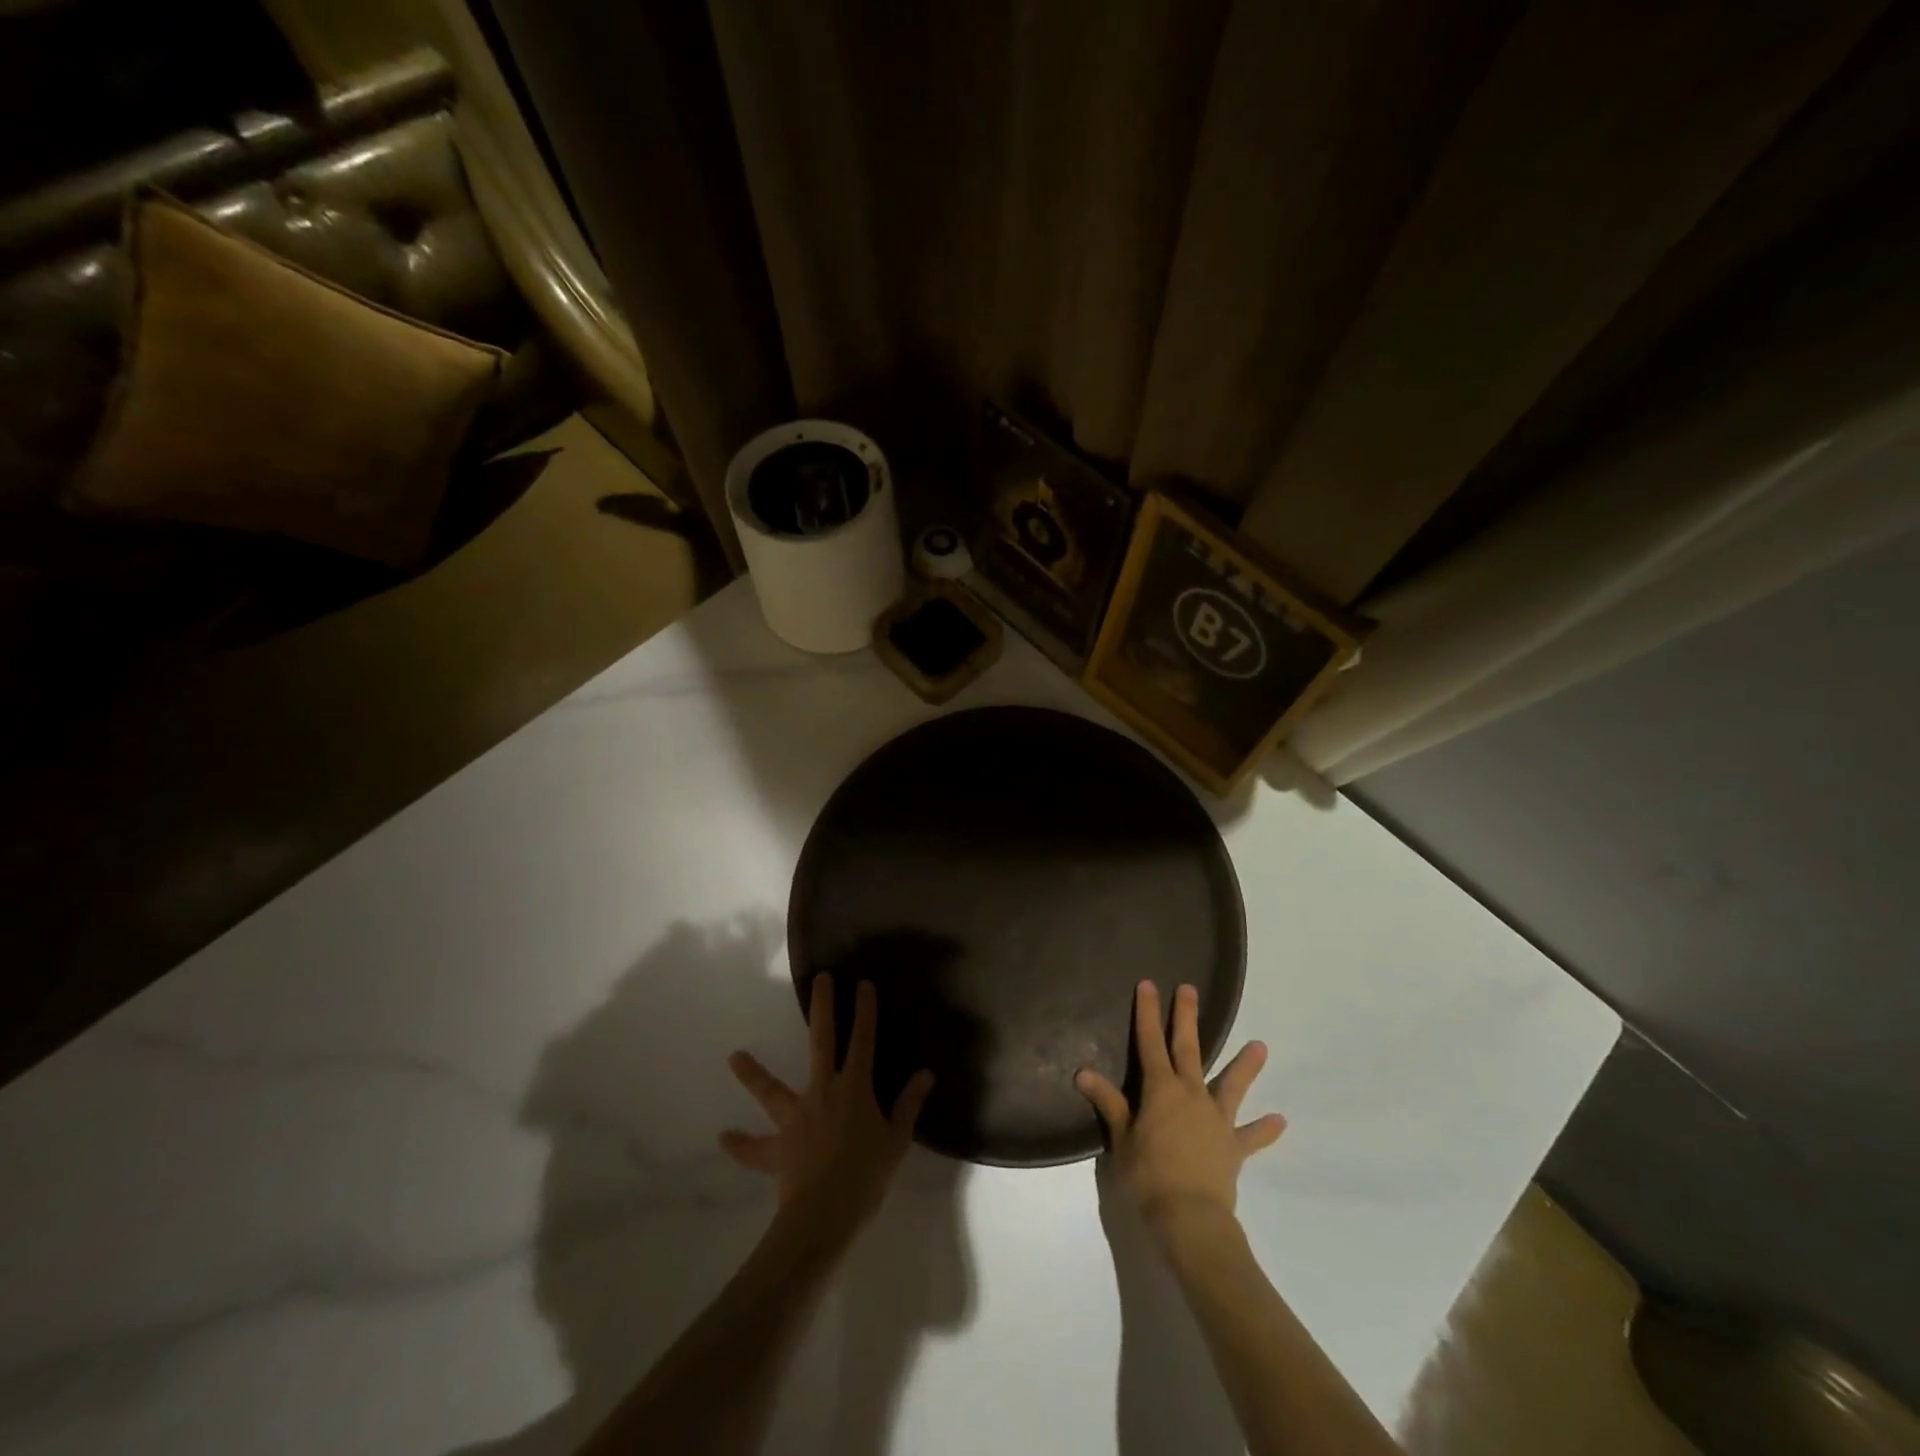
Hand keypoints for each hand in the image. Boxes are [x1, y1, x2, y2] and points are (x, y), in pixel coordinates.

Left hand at [722, 974, 933, 1245]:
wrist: (825, 1215)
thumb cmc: (867, 1176)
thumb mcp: (897, 1141)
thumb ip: (908, 1105)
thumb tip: (925, 1075)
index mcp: (854, 1088)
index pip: (864, 1041)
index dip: (865, 1012)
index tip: (863, 984)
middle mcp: (823, 1092)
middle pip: (821, 1042)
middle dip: (822, 1008)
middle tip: (820, 980)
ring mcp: (796, 1118)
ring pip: (771, 1090)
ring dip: (753, 1073)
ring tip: (733, 1056)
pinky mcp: (778, 1147)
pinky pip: (756, 1148)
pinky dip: (741, 1145)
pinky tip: (724, 1138)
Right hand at [1077, 980, 1284, 1237]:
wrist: (1191, 1219)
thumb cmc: (1148, 1176)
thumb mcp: (1121, 1139)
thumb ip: (1108, 1103)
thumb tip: (1082, 1072)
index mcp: (1161, 1090)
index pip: (1150, 1042)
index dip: (1148, 1013)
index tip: (1148, 984)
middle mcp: (1191, 1095)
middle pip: (1189, 1049)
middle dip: (1186, 1018)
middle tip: (1190, 990)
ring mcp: (1216, 1119)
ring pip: (1231, 1086)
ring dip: (1245, 1066)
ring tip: (1261, 1046)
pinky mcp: (1233, 1147)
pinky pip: (1251, 1137)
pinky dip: (1265, 1130)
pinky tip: (1280, 1121)